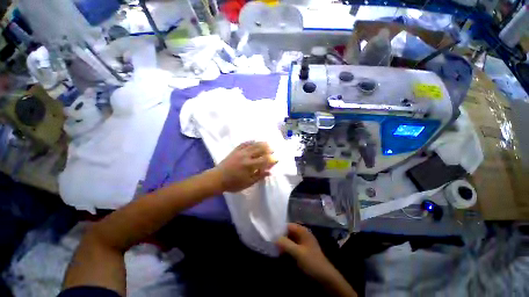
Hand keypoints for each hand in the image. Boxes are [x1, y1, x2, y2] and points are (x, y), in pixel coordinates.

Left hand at [213, 141, 276, 192]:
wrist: (217, 178)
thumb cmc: (233, 183)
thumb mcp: (247, 183)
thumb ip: (259, 176)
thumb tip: (270, 172)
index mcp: (250, 165)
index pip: (264, 160)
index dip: (272, 159)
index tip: (276, 159)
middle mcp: (246, 156)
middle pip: (260, 149)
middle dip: (268, 149)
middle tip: (273, 149)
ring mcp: (240, 152)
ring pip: (253, 145)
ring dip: (261, 143)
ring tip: (267, 143)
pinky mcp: (235, 150)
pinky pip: (244, 143)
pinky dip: (251, 141)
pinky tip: (254, 140)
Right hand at [276, 223, 334, 280]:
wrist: (325, 277)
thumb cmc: (312, 262)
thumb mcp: (298, 252)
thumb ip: (285, 243)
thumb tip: (274, 238)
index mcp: (303, 231)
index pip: (288, 225)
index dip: (280, 229)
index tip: (271, 235)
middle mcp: (302, 235)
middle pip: (288, 232)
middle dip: (280, 237)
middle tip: (271, 242)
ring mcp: (303, 243)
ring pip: (289, 240)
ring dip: (283, 243)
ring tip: (274, 248)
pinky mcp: (302, 251)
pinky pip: (292, 247)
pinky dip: (286, 249)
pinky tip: (280, 253)